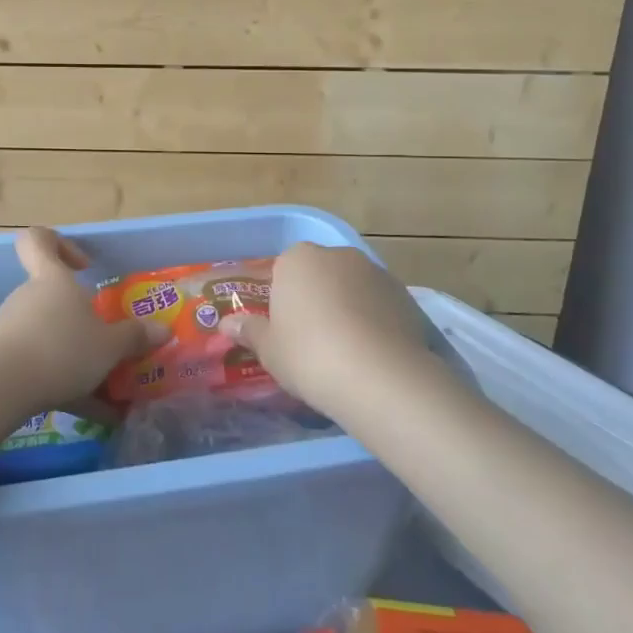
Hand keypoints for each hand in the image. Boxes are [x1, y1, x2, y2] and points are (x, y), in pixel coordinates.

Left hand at [0, 228, 166, 414]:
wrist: (0, 386)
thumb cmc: (60, 349)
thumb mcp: (108, 346)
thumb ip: (134, 337)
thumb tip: (163, 330)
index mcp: (53, 279)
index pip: (39, 240)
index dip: (60, 244)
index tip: (83, 266)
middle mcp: (29, 297)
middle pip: (52, 296)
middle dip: (80, 320)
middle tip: (106, 343)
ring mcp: (11, 327)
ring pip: (48, 334)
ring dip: (74, 356)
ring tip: (104, 388)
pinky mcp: (1, 359)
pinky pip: (38, 364)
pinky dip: (63, 384)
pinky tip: (88, 412)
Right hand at [219, 243, 447, 416]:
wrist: (378, 377)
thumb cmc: (308, 355)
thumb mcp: (269, 349)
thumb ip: (249, 332)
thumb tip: (226, 325)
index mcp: (297, 259)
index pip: (283, 270)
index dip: (282, 299)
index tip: (284, 328)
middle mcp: (337, 255)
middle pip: (320, 274)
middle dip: (316, 299)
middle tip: (311, 340)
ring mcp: (375, 273)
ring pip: (352, 288)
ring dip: (347, 308)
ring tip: (345, 351)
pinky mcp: (406, 296)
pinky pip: (380, 305)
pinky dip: (375, 322)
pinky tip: (371, 354)